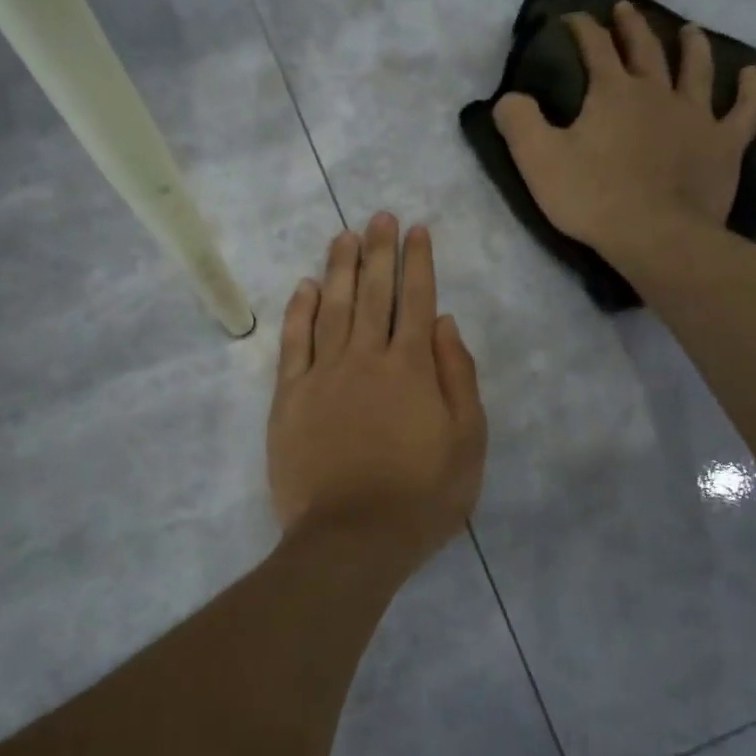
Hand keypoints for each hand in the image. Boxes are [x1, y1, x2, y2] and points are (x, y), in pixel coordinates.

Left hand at [268, 214, 487, 568]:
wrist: (351, 539)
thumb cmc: (421, 497)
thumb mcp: (467, 442)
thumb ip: (458, 377)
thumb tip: (445, 322)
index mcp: (412, 368)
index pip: (416, 301)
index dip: (418, 262)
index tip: (416, 230)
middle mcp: (366, 358)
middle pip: (372, 293)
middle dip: (378, 251)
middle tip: (379, 217)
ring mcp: (322, 375)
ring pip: (330, 308)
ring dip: (338, 268)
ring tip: (344, 236)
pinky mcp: (289, 397)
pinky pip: (293, 343)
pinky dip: (298, 311)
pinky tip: (303, 286)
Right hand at [494, 3, 755, 261]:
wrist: (655, 236)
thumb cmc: (592, 197)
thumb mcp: (538, 160)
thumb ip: (519, 121)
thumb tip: (509, 97)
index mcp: (612, 92)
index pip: (594, 47)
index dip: (581, 28)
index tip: (571, 18)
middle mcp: (656, 92)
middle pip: (644, 49)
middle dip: (630, 26)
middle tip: (624, 9)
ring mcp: (696, 116)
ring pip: (696, 69)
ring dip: (691, 46)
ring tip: (688, 30)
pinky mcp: (724, 144)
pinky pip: (745, 110)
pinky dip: (751, 90)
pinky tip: (753, 75)